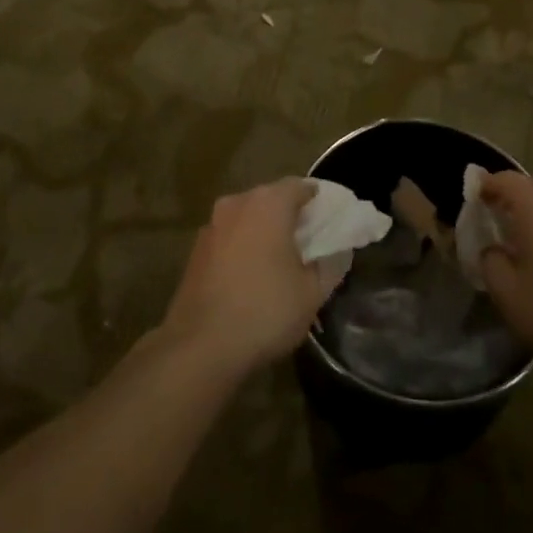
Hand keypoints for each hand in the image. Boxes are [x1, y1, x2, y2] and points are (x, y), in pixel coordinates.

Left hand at [162, 180, 321, 377]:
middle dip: (291, 215)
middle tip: (311, 241)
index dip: (319, 201)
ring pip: (247, 217)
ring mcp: (211, 226)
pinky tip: (252, 275)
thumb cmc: (265, 311)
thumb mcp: (313, 292)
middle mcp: (236, 204)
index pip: (300, 186)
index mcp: (268, 204)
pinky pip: (229, 237)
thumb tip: (337, 251)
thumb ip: (331, 263)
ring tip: (282, 260)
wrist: (200, 346)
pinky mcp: (195, 250)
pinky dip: (244, 246)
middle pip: (271, 198)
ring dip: (265, 230)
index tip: (332, 221)